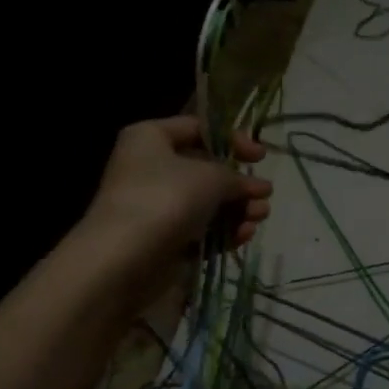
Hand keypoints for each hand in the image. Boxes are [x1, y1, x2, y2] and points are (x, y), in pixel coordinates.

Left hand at [87, 115, 272, 253]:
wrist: (124, 260)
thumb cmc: (166, 199)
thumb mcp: (212, 176)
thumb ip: (238, 177)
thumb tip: (258, 186)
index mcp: (150, 139)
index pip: (198, 128)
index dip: (233, 139)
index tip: (261, 157)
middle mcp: (150, 168)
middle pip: (206, 169)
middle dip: (239, 183)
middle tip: (264, 194)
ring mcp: (156, 207)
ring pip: (207, 202)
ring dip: (238, 209)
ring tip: (259, 217)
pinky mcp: (164, 240)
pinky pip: (202, 230)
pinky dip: (224, 231)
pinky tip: (244, 236)